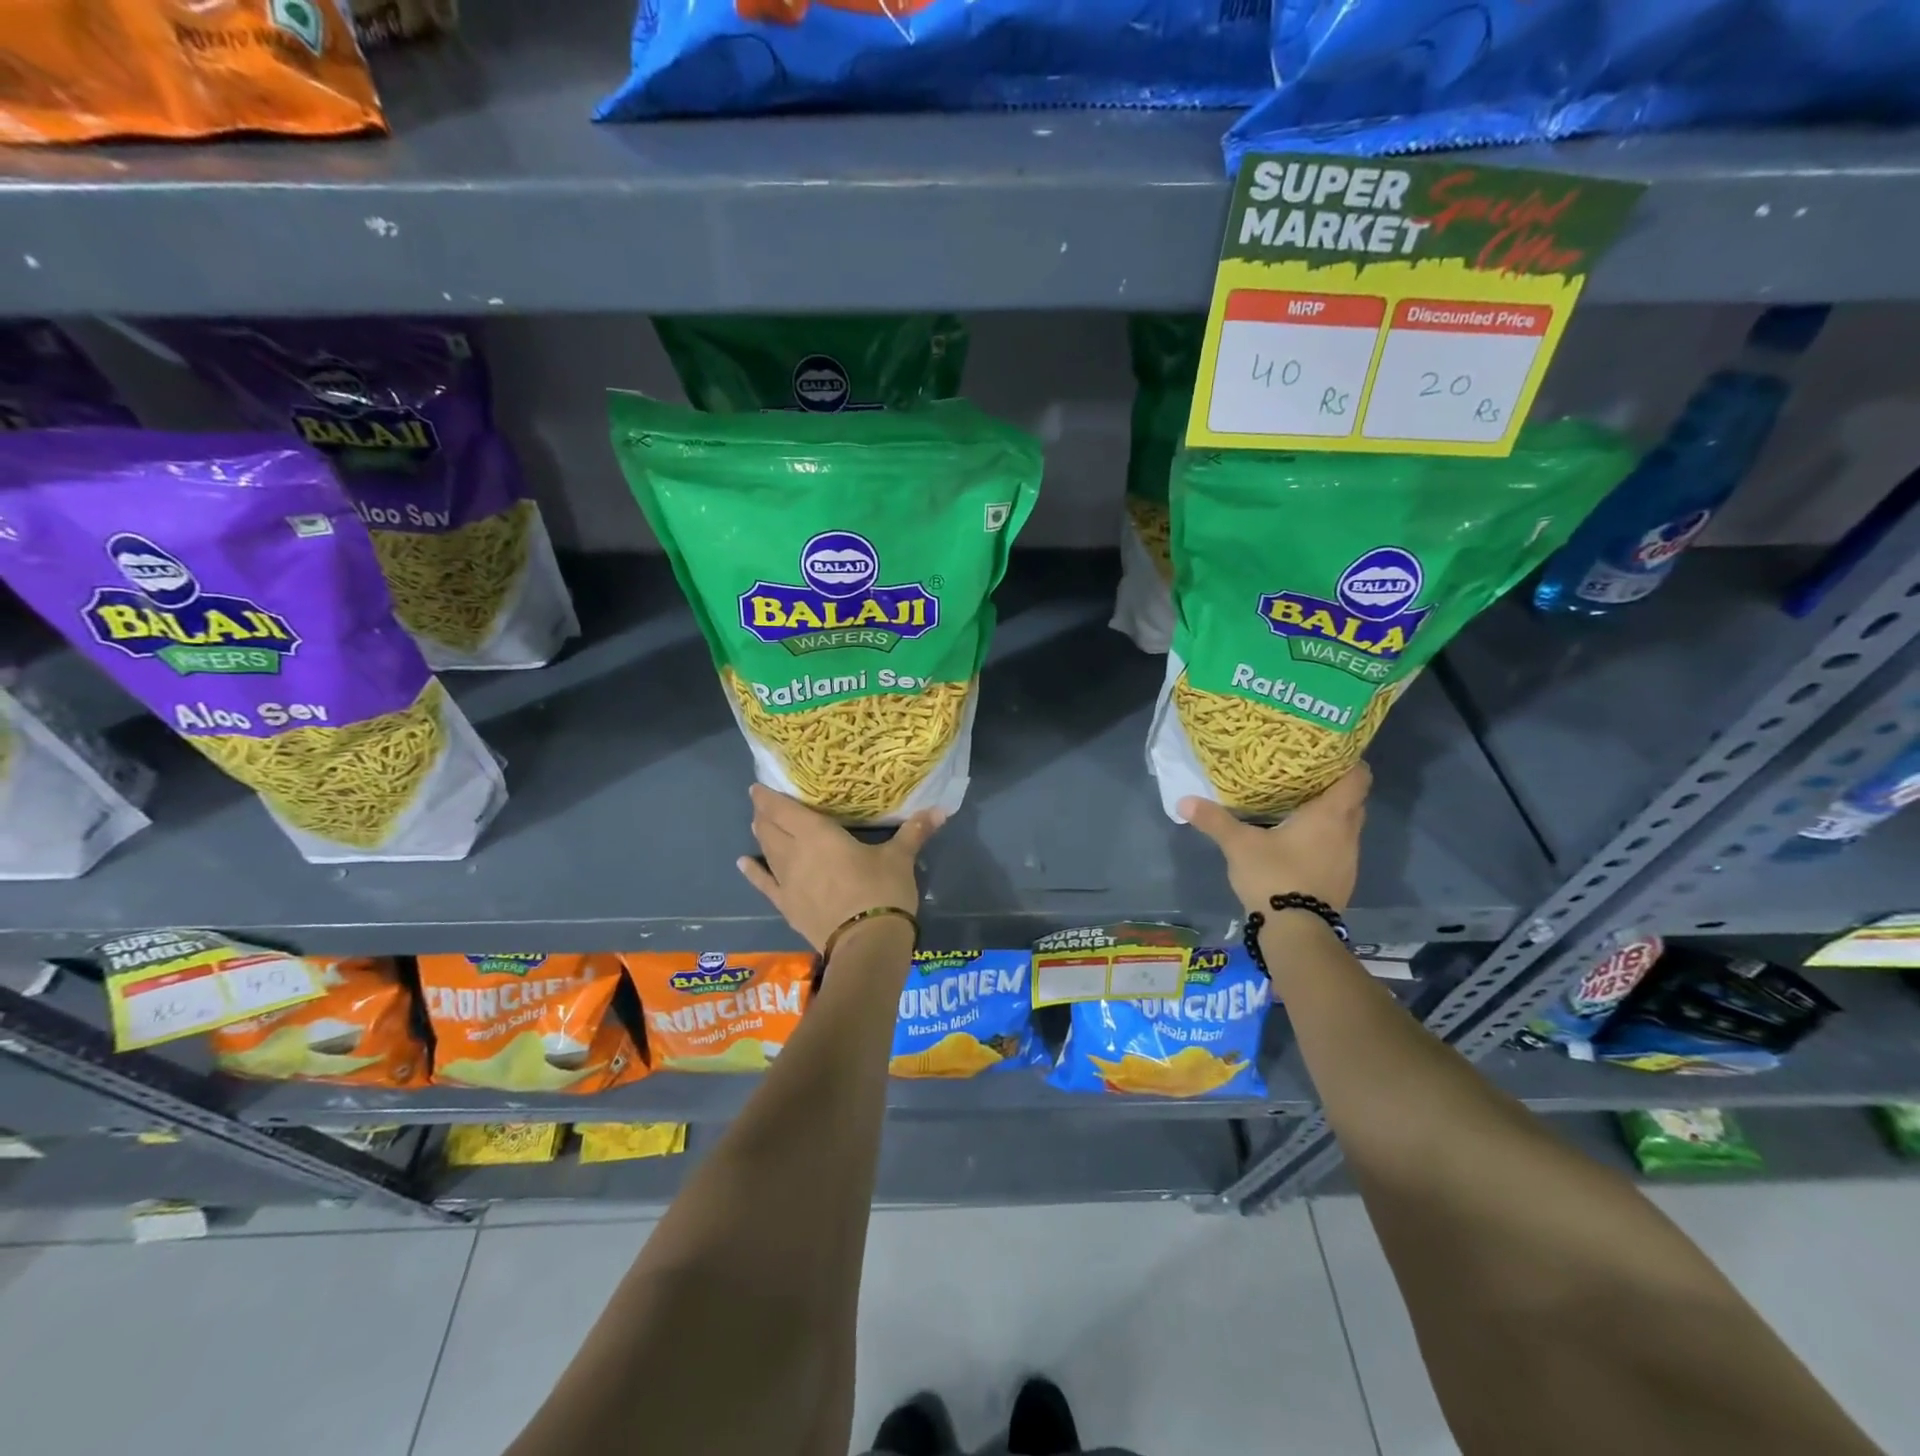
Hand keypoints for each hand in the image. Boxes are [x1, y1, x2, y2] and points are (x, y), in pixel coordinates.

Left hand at [736, 785, 943, 952]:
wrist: (866, 944)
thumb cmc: (882, 891)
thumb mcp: (900, 858)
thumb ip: (915, 831)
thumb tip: (941, 809)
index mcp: (818, 835)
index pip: (784, 810)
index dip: (769, 797)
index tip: (759, 786)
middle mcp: (795, 854)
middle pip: (770, 828)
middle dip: (764, 814)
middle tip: (762, 803)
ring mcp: (787, 882)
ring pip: (766, 851)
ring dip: (761, 835)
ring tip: (758, 824)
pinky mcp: (787, 906)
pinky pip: (764, 884)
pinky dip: (752, 871)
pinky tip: (743, 862)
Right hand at [1179, 763, 1369, 913]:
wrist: (1297, 932)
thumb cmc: (1275, 876)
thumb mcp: (1239, 845)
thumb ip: (1214, 820)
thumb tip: (1184, 800)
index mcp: (1330, 815)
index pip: (1358, 777)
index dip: (1348, 762)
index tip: (1326, 754)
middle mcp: (1348, 833)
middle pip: (1353, 801)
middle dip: (1333, 788)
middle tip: (1304, 777)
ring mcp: (1348, 860)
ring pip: (1346, 826)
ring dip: (1329, 817)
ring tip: (1298, 807)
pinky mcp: (1342, 881)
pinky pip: (1338, 849)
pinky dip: (1324, 840)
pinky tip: (1298, 844)